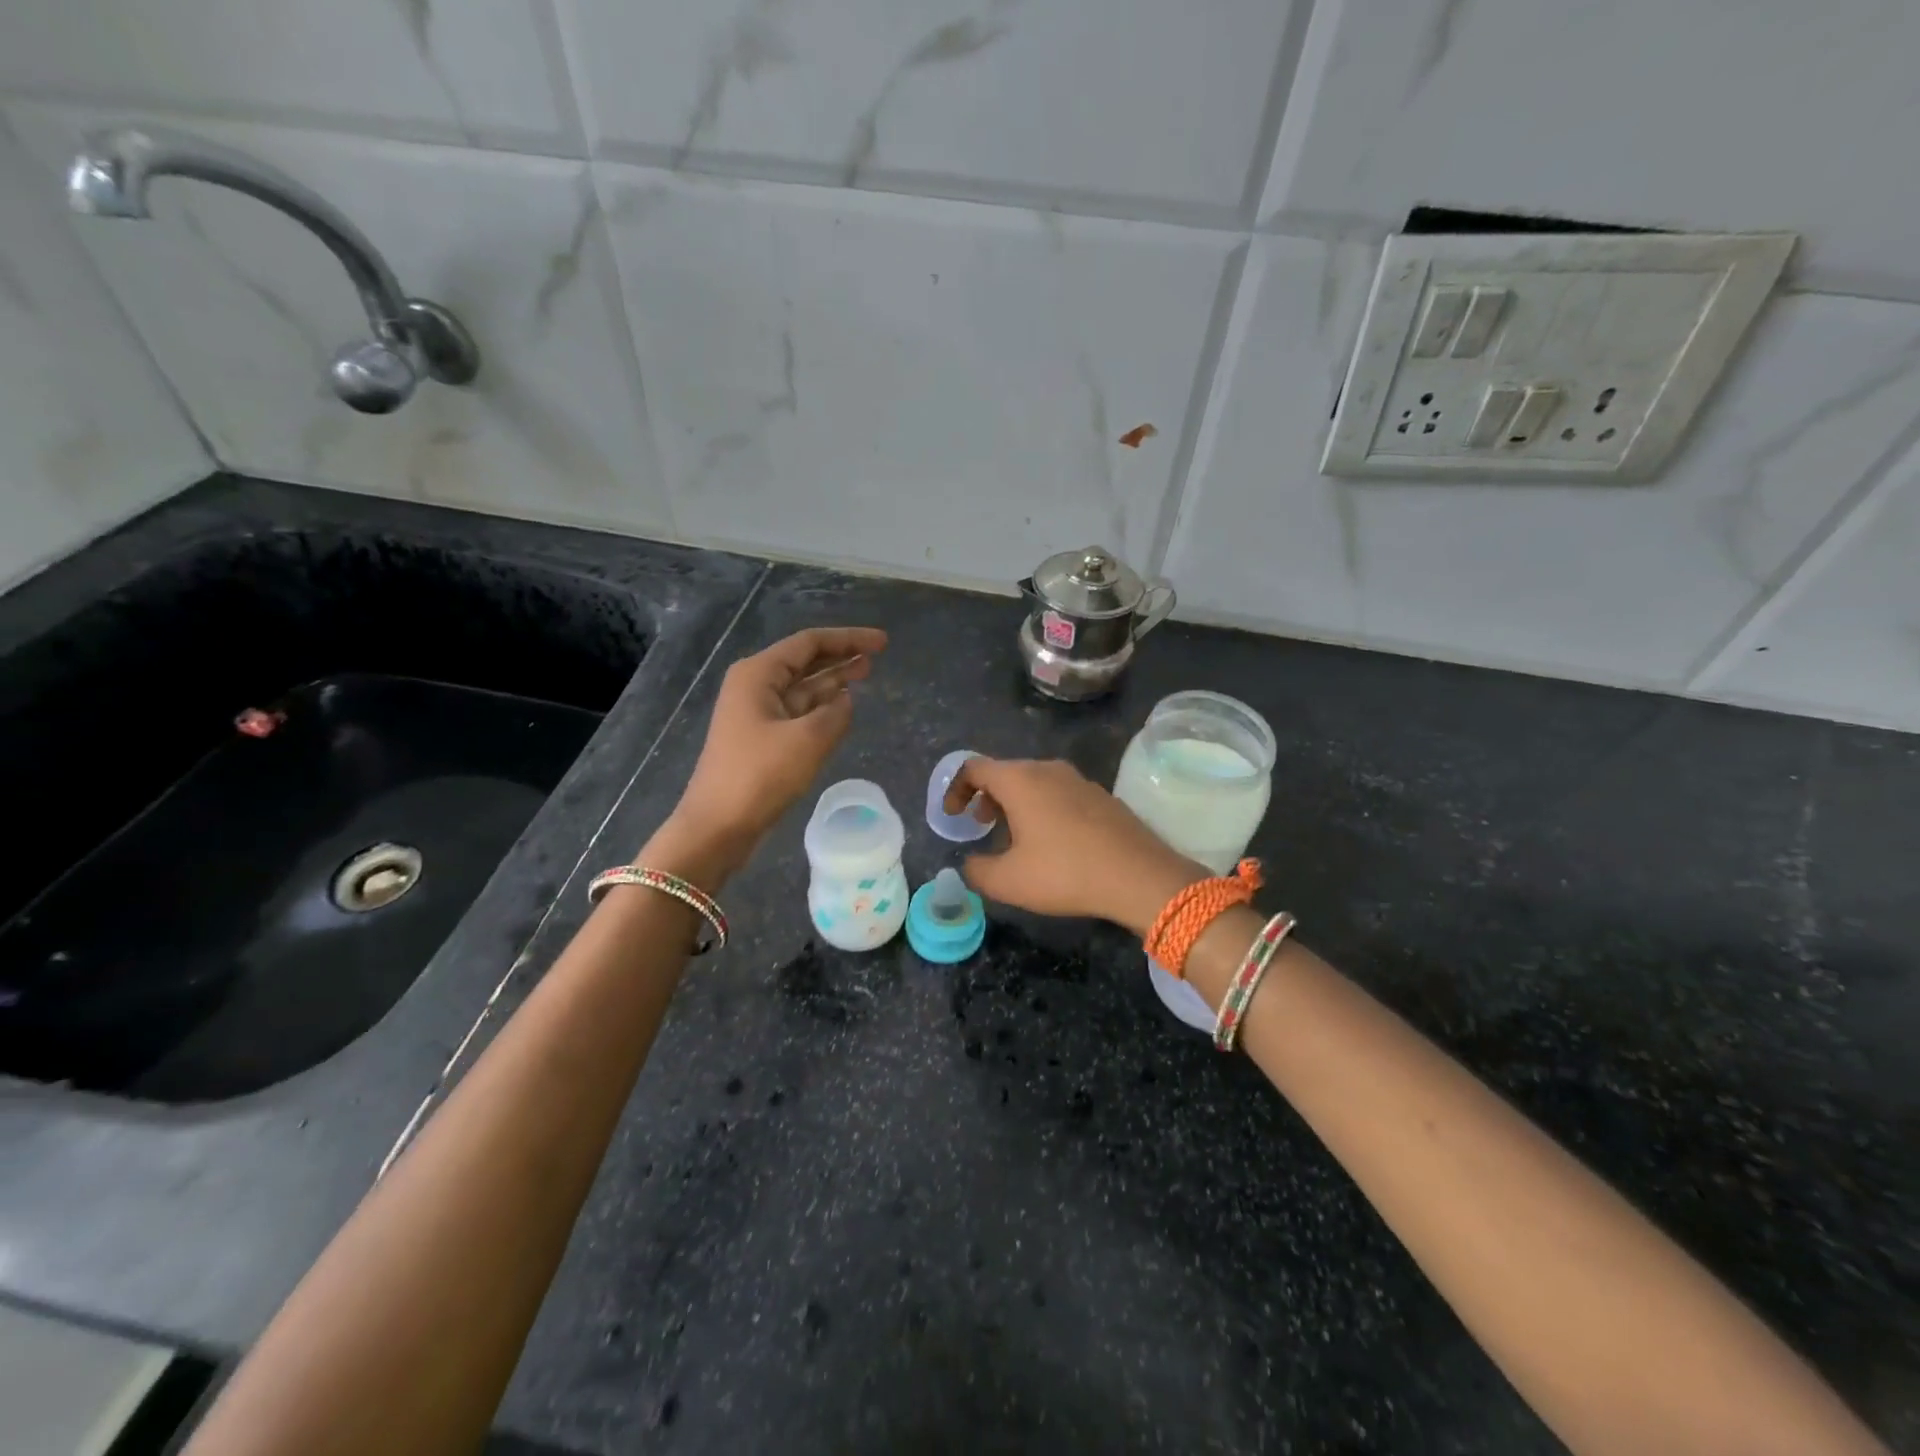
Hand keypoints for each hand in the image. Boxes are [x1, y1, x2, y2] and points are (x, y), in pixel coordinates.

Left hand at [646, 626, 886, 883]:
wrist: (718, 826)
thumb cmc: (760, 775)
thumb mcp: (808, 740)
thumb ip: (835, 713)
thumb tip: (845, 700)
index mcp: (758, 674)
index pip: (810, 643)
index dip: (849, 639)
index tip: (883, 642)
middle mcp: (754, 686)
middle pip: (805, 661)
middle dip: (841, 656)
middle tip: (877, 657)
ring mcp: (755, 713)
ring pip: (802, 687)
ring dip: (833, 680)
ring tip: (866, 674)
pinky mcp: (760, 739)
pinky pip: (797, 711)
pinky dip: (821, 706)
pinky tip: (842, 707)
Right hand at [944, 758, 1203, 935]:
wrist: (1139, 876)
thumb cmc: (1065, 872)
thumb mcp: (1008, 881)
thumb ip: (977, 870)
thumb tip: (970, 864)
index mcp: (1020, 780)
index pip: (974, 768)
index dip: (955, 789)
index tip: (953, 816)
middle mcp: (1048, 769)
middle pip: (1006, 772)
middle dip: (986, 797)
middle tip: (981, 824)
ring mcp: (1079, 780)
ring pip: (1035, 782)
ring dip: (1016, 803)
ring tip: (1015, 836)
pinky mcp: (1102, 796)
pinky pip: (1060, 793)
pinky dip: (1043, 808)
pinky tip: (1053, 842)